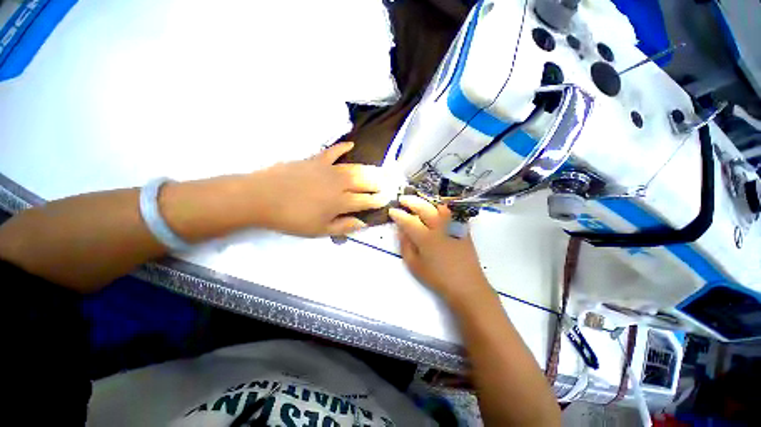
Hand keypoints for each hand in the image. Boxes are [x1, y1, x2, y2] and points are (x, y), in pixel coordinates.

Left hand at [252, 142, 386, 236]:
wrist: (262, 198)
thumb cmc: (292, 218)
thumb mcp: (319, 230)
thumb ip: (343, 226)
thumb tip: (363, 223)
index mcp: (339, 202)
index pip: (365, 201)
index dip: (377, 201)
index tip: (386, 200)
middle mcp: (338, 184)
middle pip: (363, 182)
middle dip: (376, 183)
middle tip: (384, 184)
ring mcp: (327, 169)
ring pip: (353, 168)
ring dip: (367, 169)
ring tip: (376, 170)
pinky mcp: (315, 160)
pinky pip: (332, 151)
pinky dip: (342, 147)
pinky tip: (351, 144)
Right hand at [389, 196, 489, 301]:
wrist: (466, 285)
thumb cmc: (437, 278)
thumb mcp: (415, 265)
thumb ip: (406, 246)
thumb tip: (401, 230)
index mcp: (426, 238)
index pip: (409, 221)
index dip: (398, 215)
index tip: (392, 211)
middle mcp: (439, 228)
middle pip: (424, 208)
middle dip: (411, 202)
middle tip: (402, 199)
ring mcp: (453, 226)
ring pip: (438, 206)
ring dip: (426, 201)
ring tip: (418, 200)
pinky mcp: (462, 228)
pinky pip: (451, 212)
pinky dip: (441, 206)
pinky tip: (435, 207)